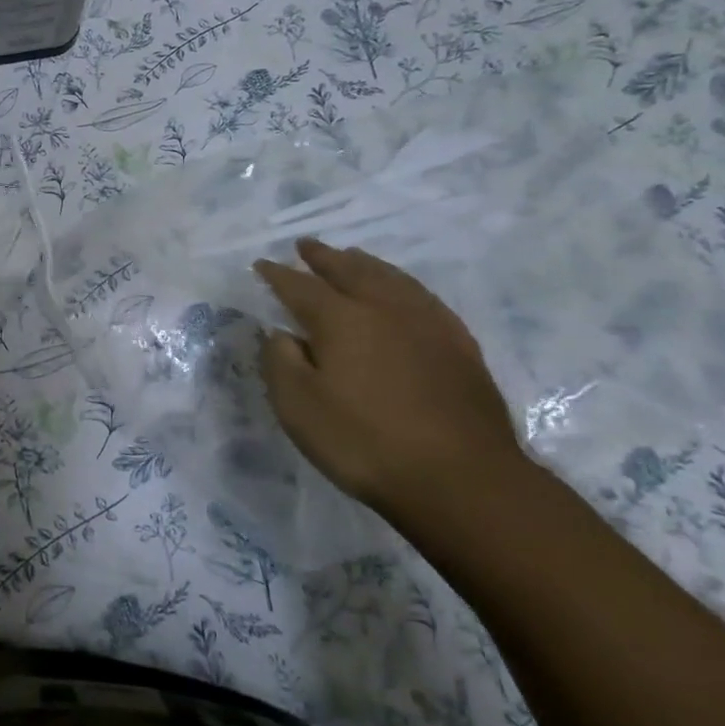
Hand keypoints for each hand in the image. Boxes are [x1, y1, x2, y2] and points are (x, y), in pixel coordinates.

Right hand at [256, 238, 523, 521]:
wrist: (462, 480)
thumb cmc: (365, 442)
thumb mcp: (298, 406)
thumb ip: (280, 361)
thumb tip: (281, 333)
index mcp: (340, 320)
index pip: (300, 287)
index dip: (277, 275)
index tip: (261, 265)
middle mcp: (384, 309)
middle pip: (349, 271)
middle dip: (324, 257)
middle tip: (306, 245)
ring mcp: (428, 325)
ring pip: (391, 279)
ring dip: (364, 264)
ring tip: (352, 256)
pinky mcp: (460, 347)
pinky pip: (424, 298)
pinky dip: (402, 285)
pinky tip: (403, 293)